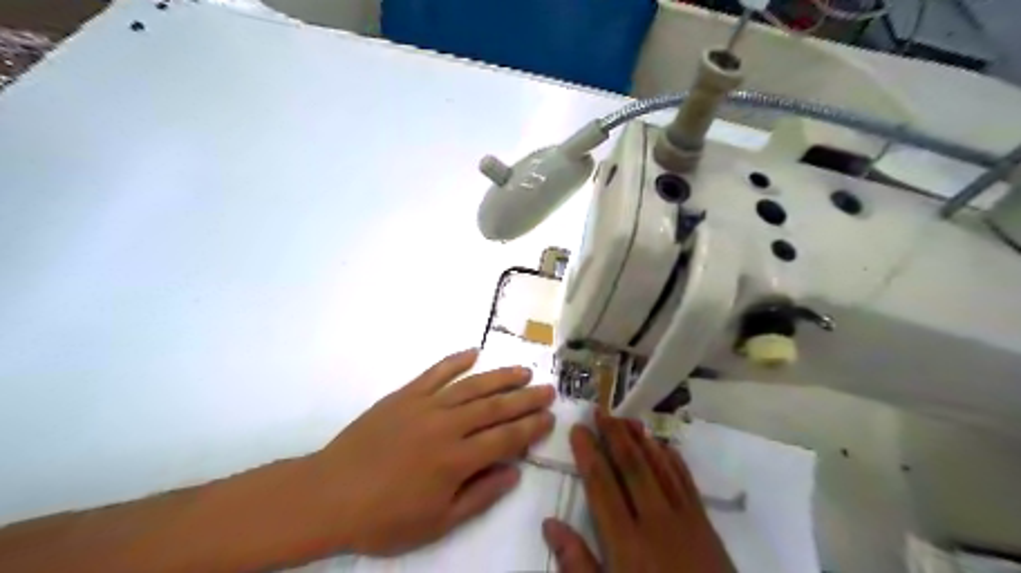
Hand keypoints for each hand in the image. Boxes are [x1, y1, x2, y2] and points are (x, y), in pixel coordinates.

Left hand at [302, 348, 556, 557]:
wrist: (330, 494)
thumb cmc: (384, 517)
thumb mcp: (437, 522)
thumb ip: (480, 495)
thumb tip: (514, 471)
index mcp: (456, 459)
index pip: (506, 438)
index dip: (531, 427)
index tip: (550, 416)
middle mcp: (447, 426)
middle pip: (495, 407)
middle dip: (525, 398)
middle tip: (548, 388)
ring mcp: (425, 405)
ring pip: (472, 385)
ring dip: (500, 376)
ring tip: (523, 370)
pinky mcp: (405, 395)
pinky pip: (435, 372)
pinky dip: (456, 361)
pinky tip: (474, 352)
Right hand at [542, 412, 733, 572]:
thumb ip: (577, 564)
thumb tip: (550, 523)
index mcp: (626, 542)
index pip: (602, 485)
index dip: (588, 453)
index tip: (578, 429)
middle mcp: (655, 521)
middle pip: (632, 467)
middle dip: (615, 435)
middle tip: (601, 410)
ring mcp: (684, 520)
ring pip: (660, 468)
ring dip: (642, 440)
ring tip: (628, 418)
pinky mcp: (706, 526)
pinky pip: (687, 483)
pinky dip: (673, 460)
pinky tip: (665, 446)